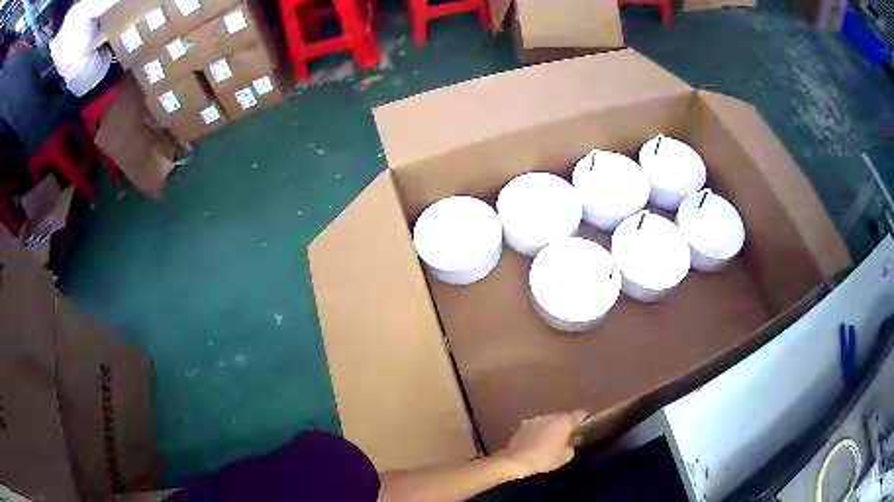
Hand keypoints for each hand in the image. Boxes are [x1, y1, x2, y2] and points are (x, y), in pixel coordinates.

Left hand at [496, 410, 587, 479]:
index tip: (584, 425)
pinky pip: (537, 425)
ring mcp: (536, 418)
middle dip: (566, 424)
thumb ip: (572, 446)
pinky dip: (539, 430)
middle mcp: (551, 416)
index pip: (580, 414)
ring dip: (551, 427)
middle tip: (567, 435)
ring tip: (551, 439)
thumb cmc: (545, 458)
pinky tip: (537, 441)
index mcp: (565, 421)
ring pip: (549, 420)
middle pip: (563, 416)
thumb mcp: (565, 457)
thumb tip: (574, 440)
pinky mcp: (524, 424)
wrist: (516, 460)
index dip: (583, 419)